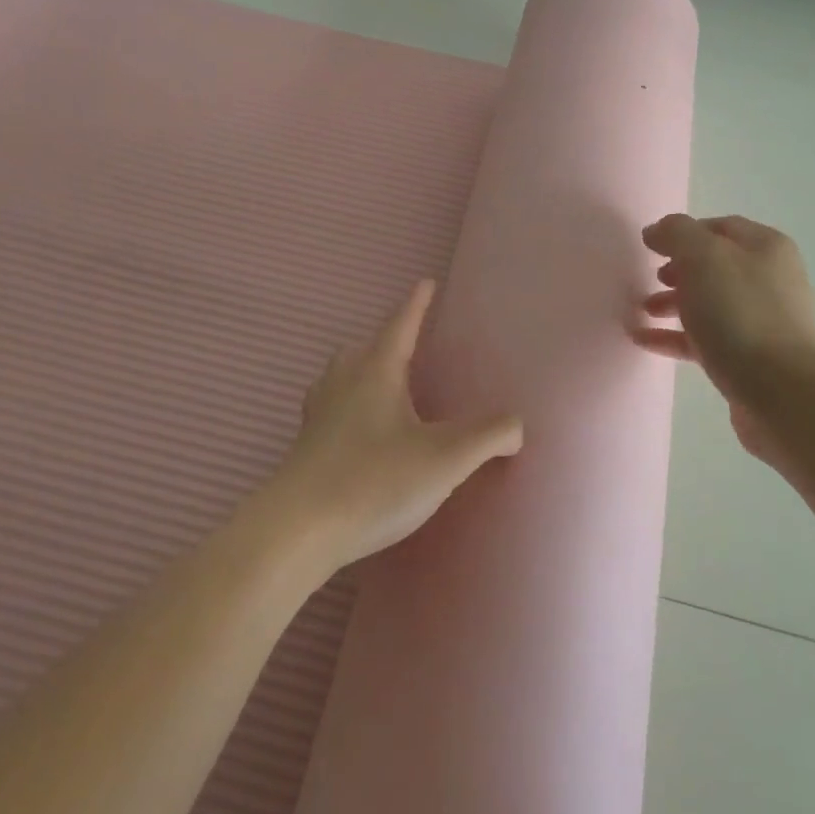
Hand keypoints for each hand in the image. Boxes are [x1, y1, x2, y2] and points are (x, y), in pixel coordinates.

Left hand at [251, 281, 523, 570]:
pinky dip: (347, 406)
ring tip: (384, 386)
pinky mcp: (304, 447)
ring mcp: (318, 415)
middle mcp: (342, 384)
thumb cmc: (375, 480)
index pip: (400, 326)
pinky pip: (329, 409)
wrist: (298, 530)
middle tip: (409, 345)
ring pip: (339, 376)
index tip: (425, 283)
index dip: (416, 305)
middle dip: (387, 340)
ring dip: (361, 371)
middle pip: (363, 348)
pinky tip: (361, 433)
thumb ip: (488, 436)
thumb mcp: (446, 458)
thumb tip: (517, 425)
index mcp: (376, 373)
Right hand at [636, 214, 814, 459]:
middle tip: (650, 279)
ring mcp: (762, 321)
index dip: (683, 232)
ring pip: (709, 304)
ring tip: (642, 311)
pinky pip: (705, 339)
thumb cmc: (741, 314)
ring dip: (673, 303)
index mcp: (765, 248)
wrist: (780, 391)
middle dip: (678, 270)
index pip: (719, 227)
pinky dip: (675, 336)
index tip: (650, 247)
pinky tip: (643, 340)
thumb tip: (657, 230)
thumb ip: (676, 234)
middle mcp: (769, 279)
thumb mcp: (703, 258)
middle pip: (715, 266)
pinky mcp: (749, 358)